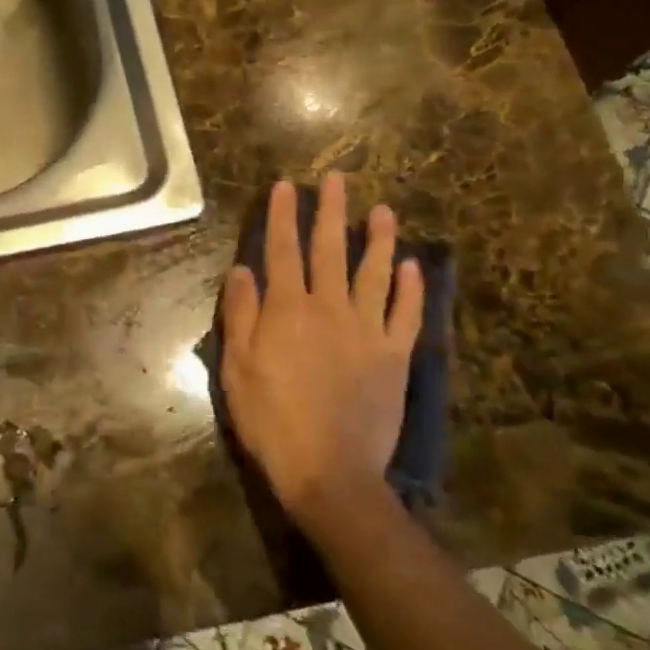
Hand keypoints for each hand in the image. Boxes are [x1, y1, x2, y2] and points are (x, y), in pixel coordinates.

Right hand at [218, 176, 423, 530]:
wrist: (329, 470)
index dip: (283, 216)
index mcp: (288, 310)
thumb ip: (242, 314)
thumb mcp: (238, 368)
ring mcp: (368, 330)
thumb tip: (243, 270)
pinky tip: (412, 267)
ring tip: (384, 210)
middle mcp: (330, 308)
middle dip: (332, 212)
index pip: (283, 251)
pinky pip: (406, 314)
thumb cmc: (271, 420)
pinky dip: (411, 289)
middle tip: (338, 179)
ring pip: (375, 273)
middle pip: (331, 250)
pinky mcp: (395, 356)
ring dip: (379, 239)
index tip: (286, 186)